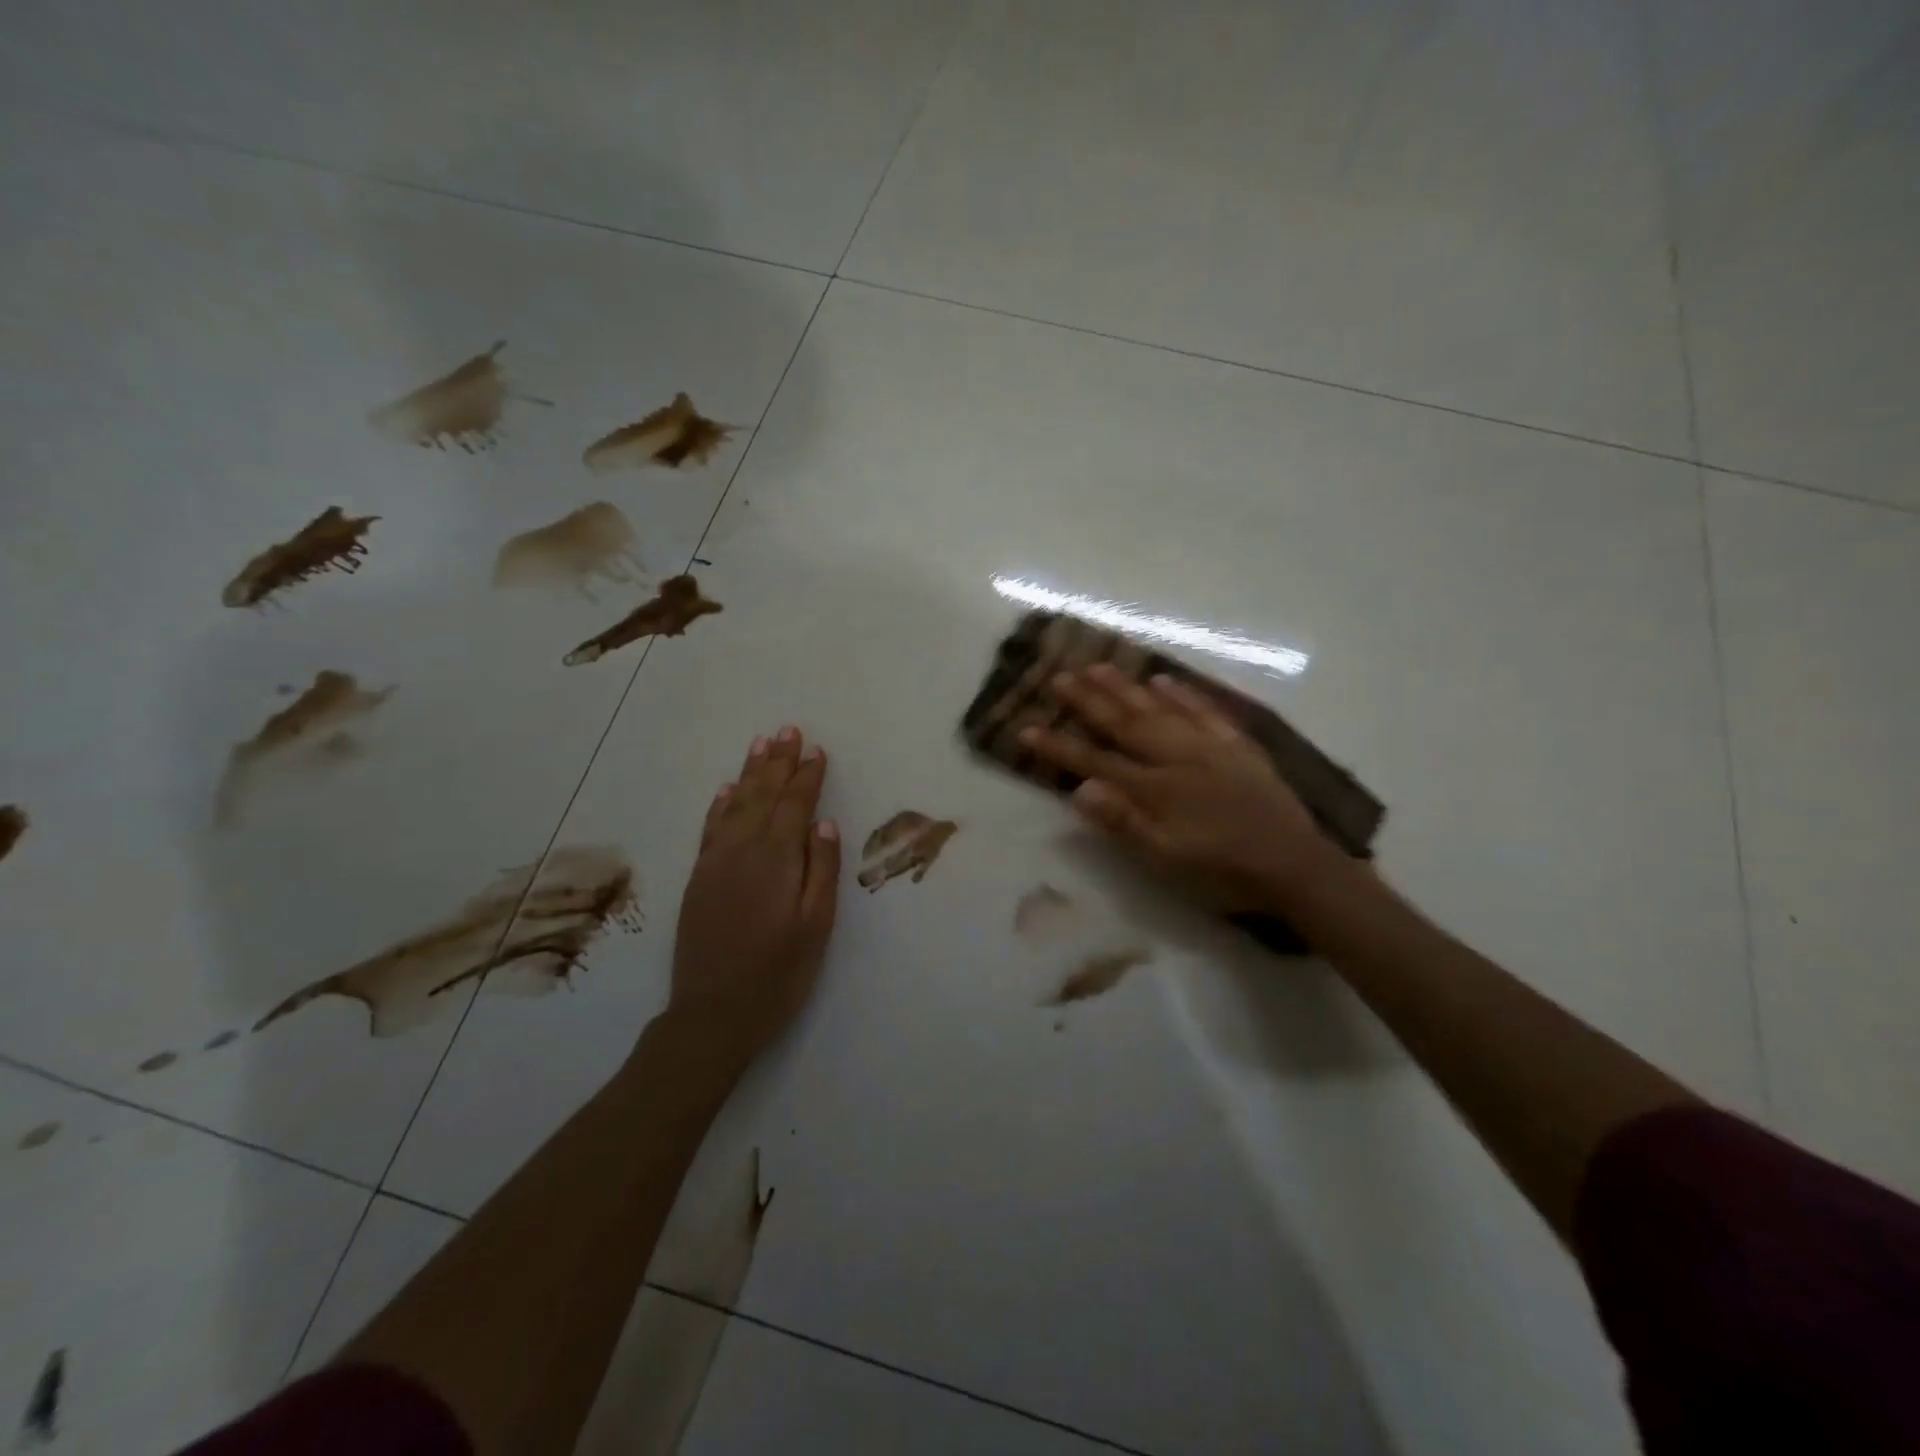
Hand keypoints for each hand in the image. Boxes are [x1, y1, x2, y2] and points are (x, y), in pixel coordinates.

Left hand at [666, 726, 840, 1064]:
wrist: (712, 1015)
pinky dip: (720, 805)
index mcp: (777, 860)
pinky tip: (727, 790)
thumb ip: (821, 870)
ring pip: (735, 805)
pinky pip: (710, 829)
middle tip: (788, 730)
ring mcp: (716, 864)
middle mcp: (743, 851)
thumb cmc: (778, 974)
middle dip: (778, 762)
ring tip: (762, 745)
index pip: (795, 806)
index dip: (807, 777)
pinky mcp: (699, 879)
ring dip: (750, 773)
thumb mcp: (815, 926)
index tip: (816, 750)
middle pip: (763, 796)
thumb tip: (825, 823)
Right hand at [1019, 664, 1331, 912]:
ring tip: (1098, 666)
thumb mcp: (1167, 859)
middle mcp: (1177, 757)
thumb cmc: (1223, 871)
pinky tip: (1164, 680)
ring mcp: (1209, 746)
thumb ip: (1124, 823)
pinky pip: (1205, 711)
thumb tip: (1081, 788)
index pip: (1096, 761)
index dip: (1059, 746)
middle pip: (1124, 723)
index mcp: (1155, 788)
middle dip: (1088, 701)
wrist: (1295, 866)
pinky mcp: (1237, 746)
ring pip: (1160, 709)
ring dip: (1127, 688)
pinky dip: (1183, 694)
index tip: (1026, 728)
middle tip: (1058, 676)